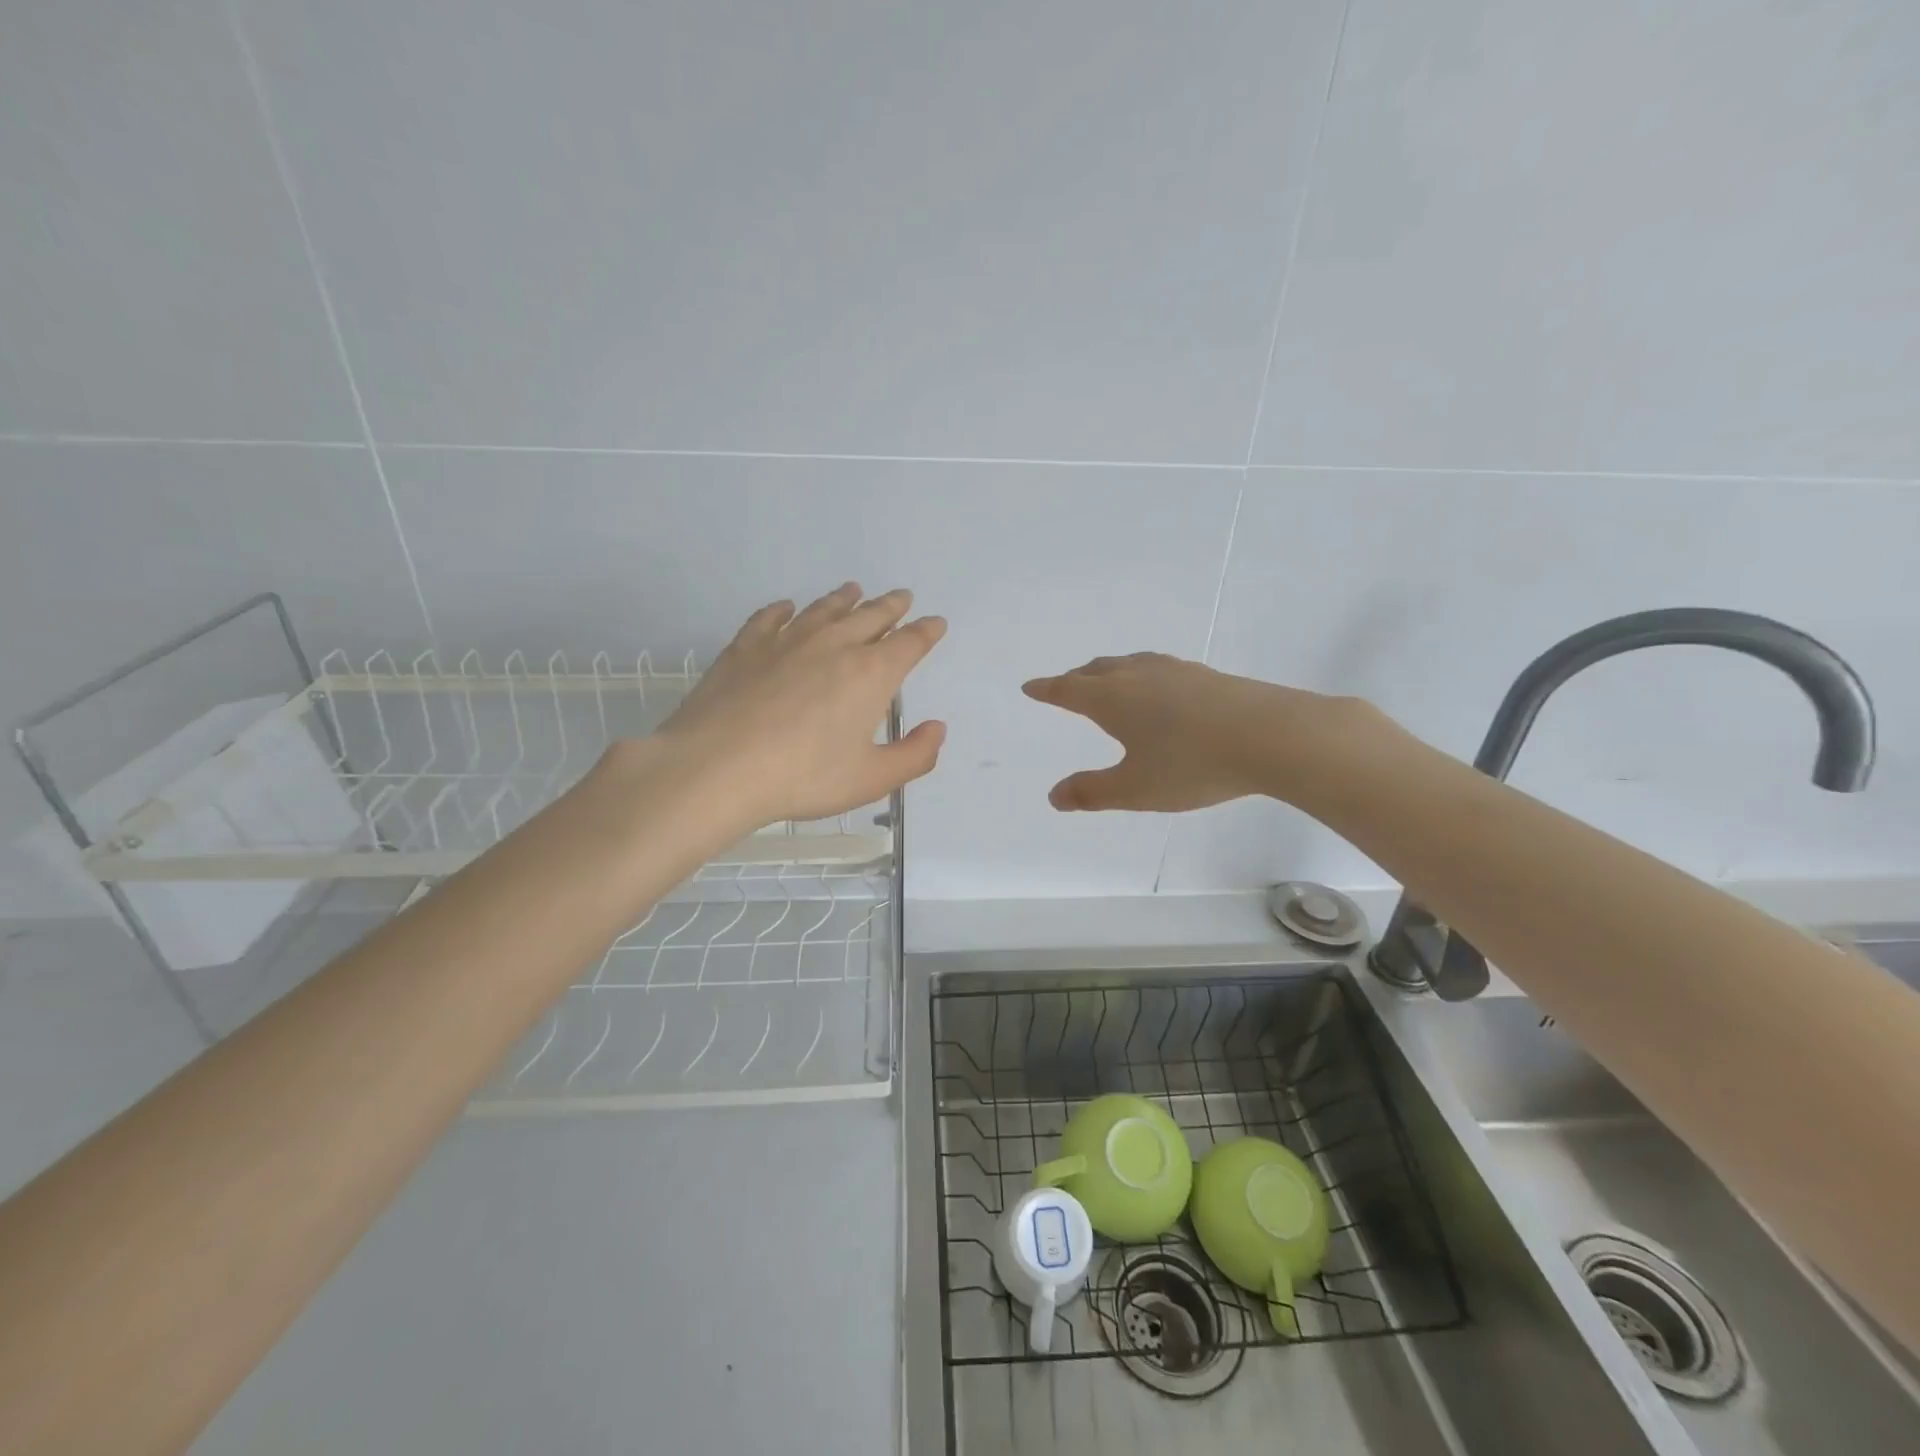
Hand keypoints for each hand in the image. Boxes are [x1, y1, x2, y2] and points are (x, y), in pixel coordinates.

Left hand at [645, 583, 946, 829]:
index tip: (935, 623)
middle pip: (870, 616)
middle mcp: (833, 646)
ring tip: (854, 590)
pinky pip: (770, 618)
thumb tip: (937, 728)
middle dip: (891, 606)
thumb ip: (914, 755)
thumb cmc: (803, 776)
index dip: (926, 632)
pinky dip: (783, 610)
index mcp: (870, 674)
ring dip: (844, 599)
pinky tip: (786, 607)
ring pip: (823, 610)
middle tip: (902, 597)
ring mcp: (786, 641)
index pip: (909, 644)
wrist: (717, 767)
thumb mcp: (871, 778)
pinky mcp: (746, 647)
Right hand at [1022, 652, 1351, 810]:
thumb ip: (1092, 792)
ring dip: (1108, 671)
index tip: (1030, 687)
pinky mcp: (1205, 675)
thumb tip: (1054, 796)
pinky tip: (1158, 687)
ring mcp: (1174, 671)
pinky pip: (1156, 667)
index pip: (1068, 690)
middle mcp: (1137, 676)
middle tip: (1064, 686)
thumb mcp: (1136, 789)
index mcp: (1112, 699)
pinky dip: (1140, 673)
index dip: (1047, 690)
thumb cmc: (1192, 765)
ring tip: (1105, 679)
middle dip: (1075, 679)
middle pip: (1096, 670)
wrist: (1271, 735)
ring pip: (1128, 664)